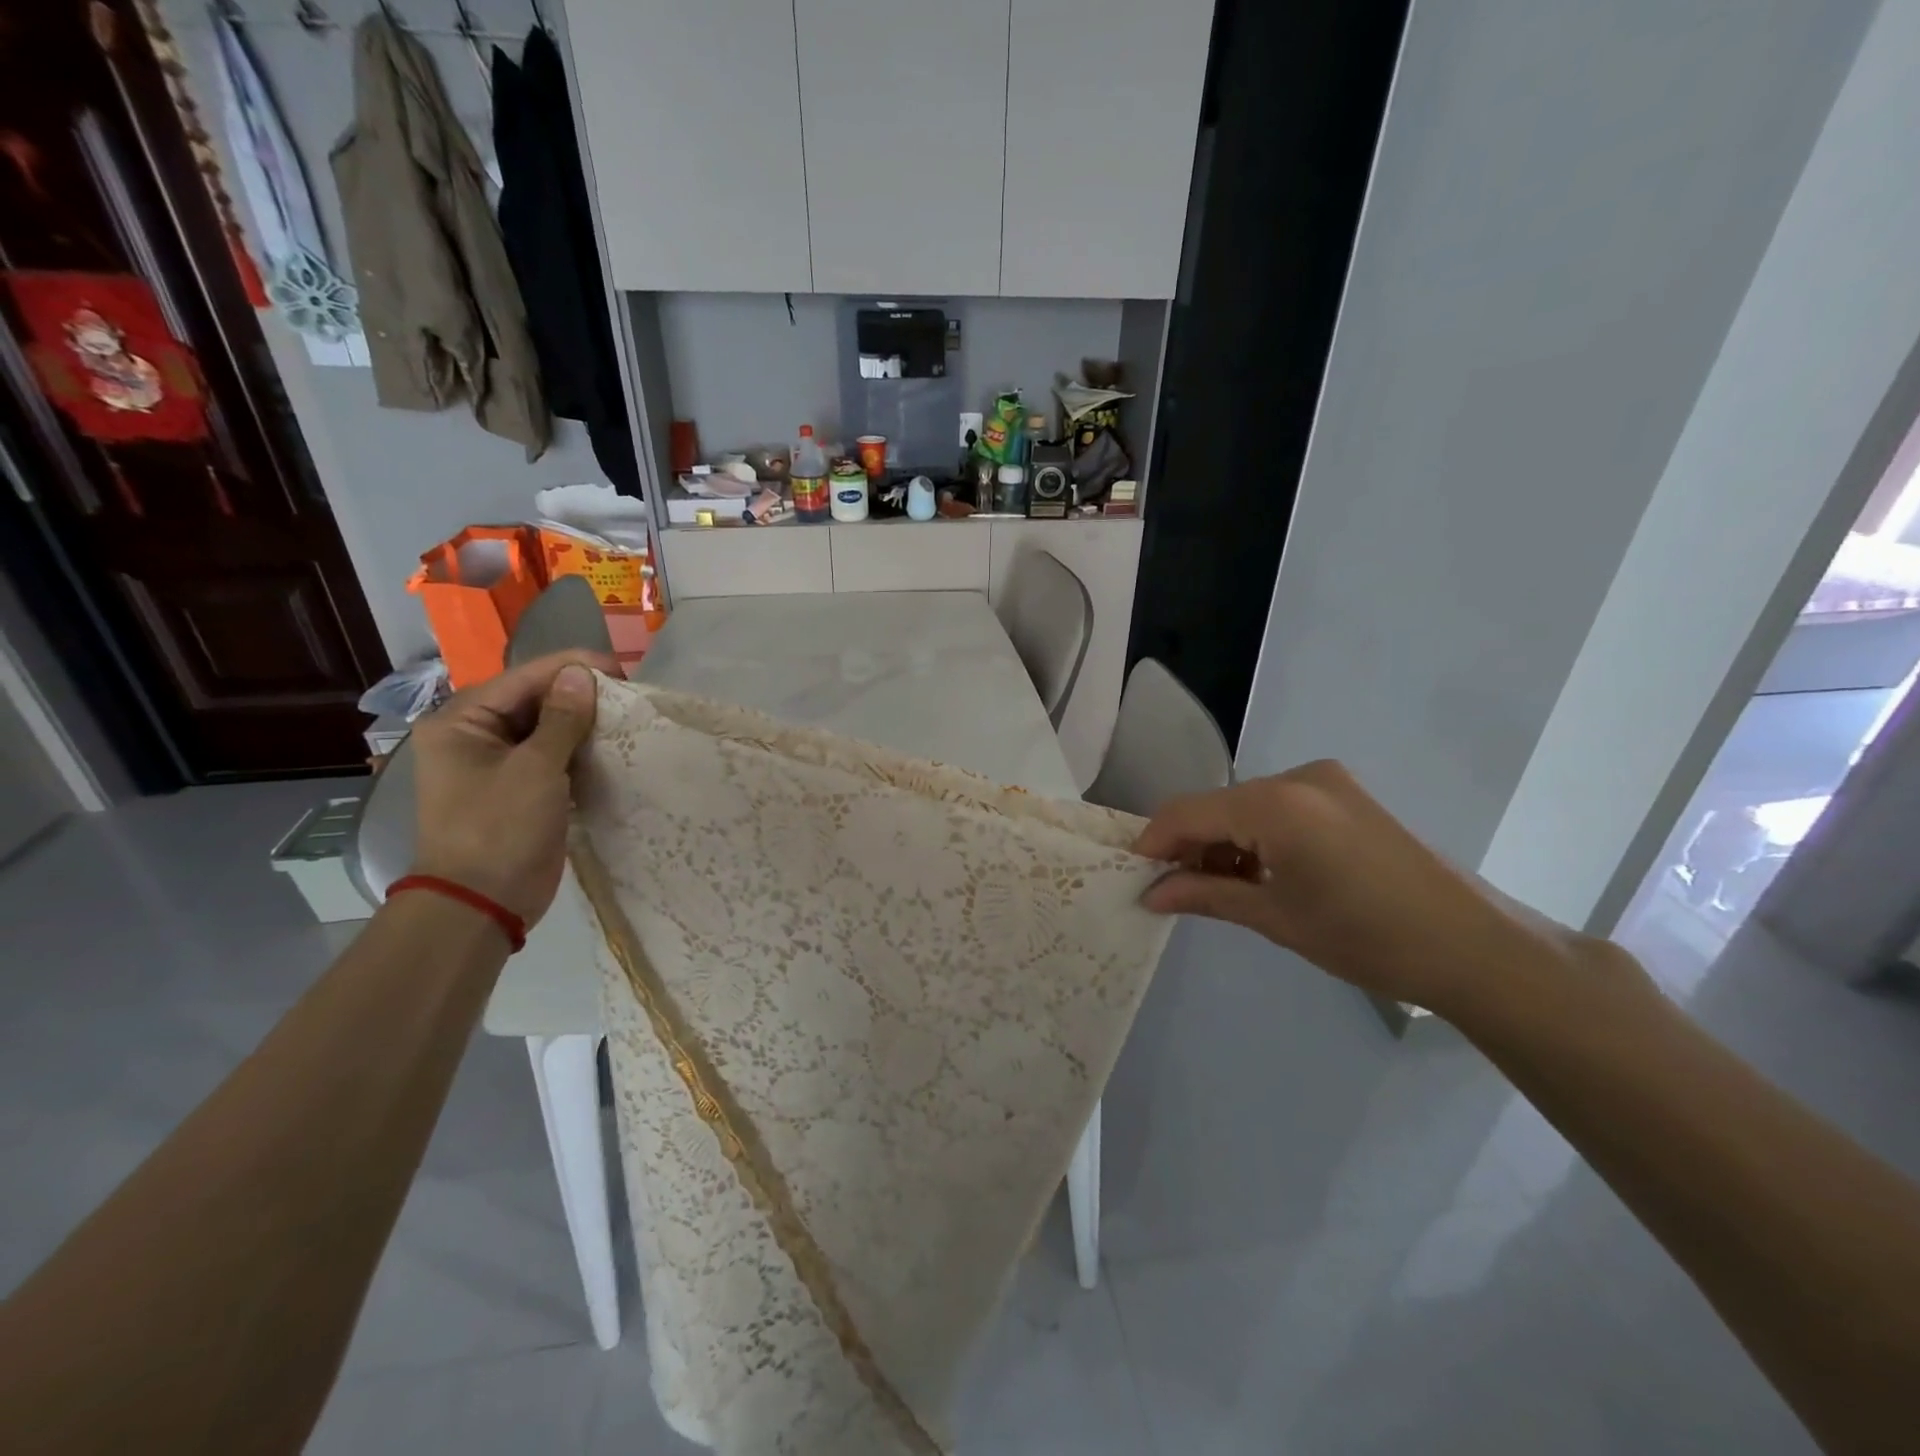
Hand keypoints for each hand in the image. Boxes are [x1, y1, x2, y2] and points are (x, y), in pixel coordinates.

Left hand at [406, 651, 615, 926]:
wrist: (483, 903)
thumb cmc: (500, 828)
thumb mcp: (535, 769)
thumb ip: (562, 719)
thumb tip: (582, 674)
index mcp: (462, 721)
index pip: (524, 678)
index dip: (573, 669)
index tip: (623, 670)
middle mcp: (475, 735)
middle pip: (535, 700)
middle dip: (581, 696)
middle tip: (630, 696)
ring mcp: (498, 764)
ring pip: (548, 728)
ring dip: (584, 724)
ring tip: (628, 718)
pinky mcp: (521, 788)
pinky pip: (553, 756)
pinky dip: (580, 751)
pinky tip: (612, 748)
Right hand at [1132, 761, 1572, 1013]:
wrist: (1472, 946)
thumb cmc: (1366, 938)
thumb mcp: (1275, 919)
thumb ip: (1205, 895)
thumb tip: (1150, 894)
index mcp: (1276, 804)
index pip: (1187, 812)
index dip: (1154, 842)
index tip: (1136, 876)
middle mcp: (1297, 777)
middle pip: (1216, 805)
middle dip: (1189, 845)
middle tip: (1176, 891)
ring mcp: (1325, 781)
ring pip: (1245, 805)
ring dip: (1223, 842)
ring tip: (1220, 889)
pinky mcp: (1344, 794)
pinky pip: (1278, 806)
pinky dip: (1256, 835)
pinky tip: (1260, 873)